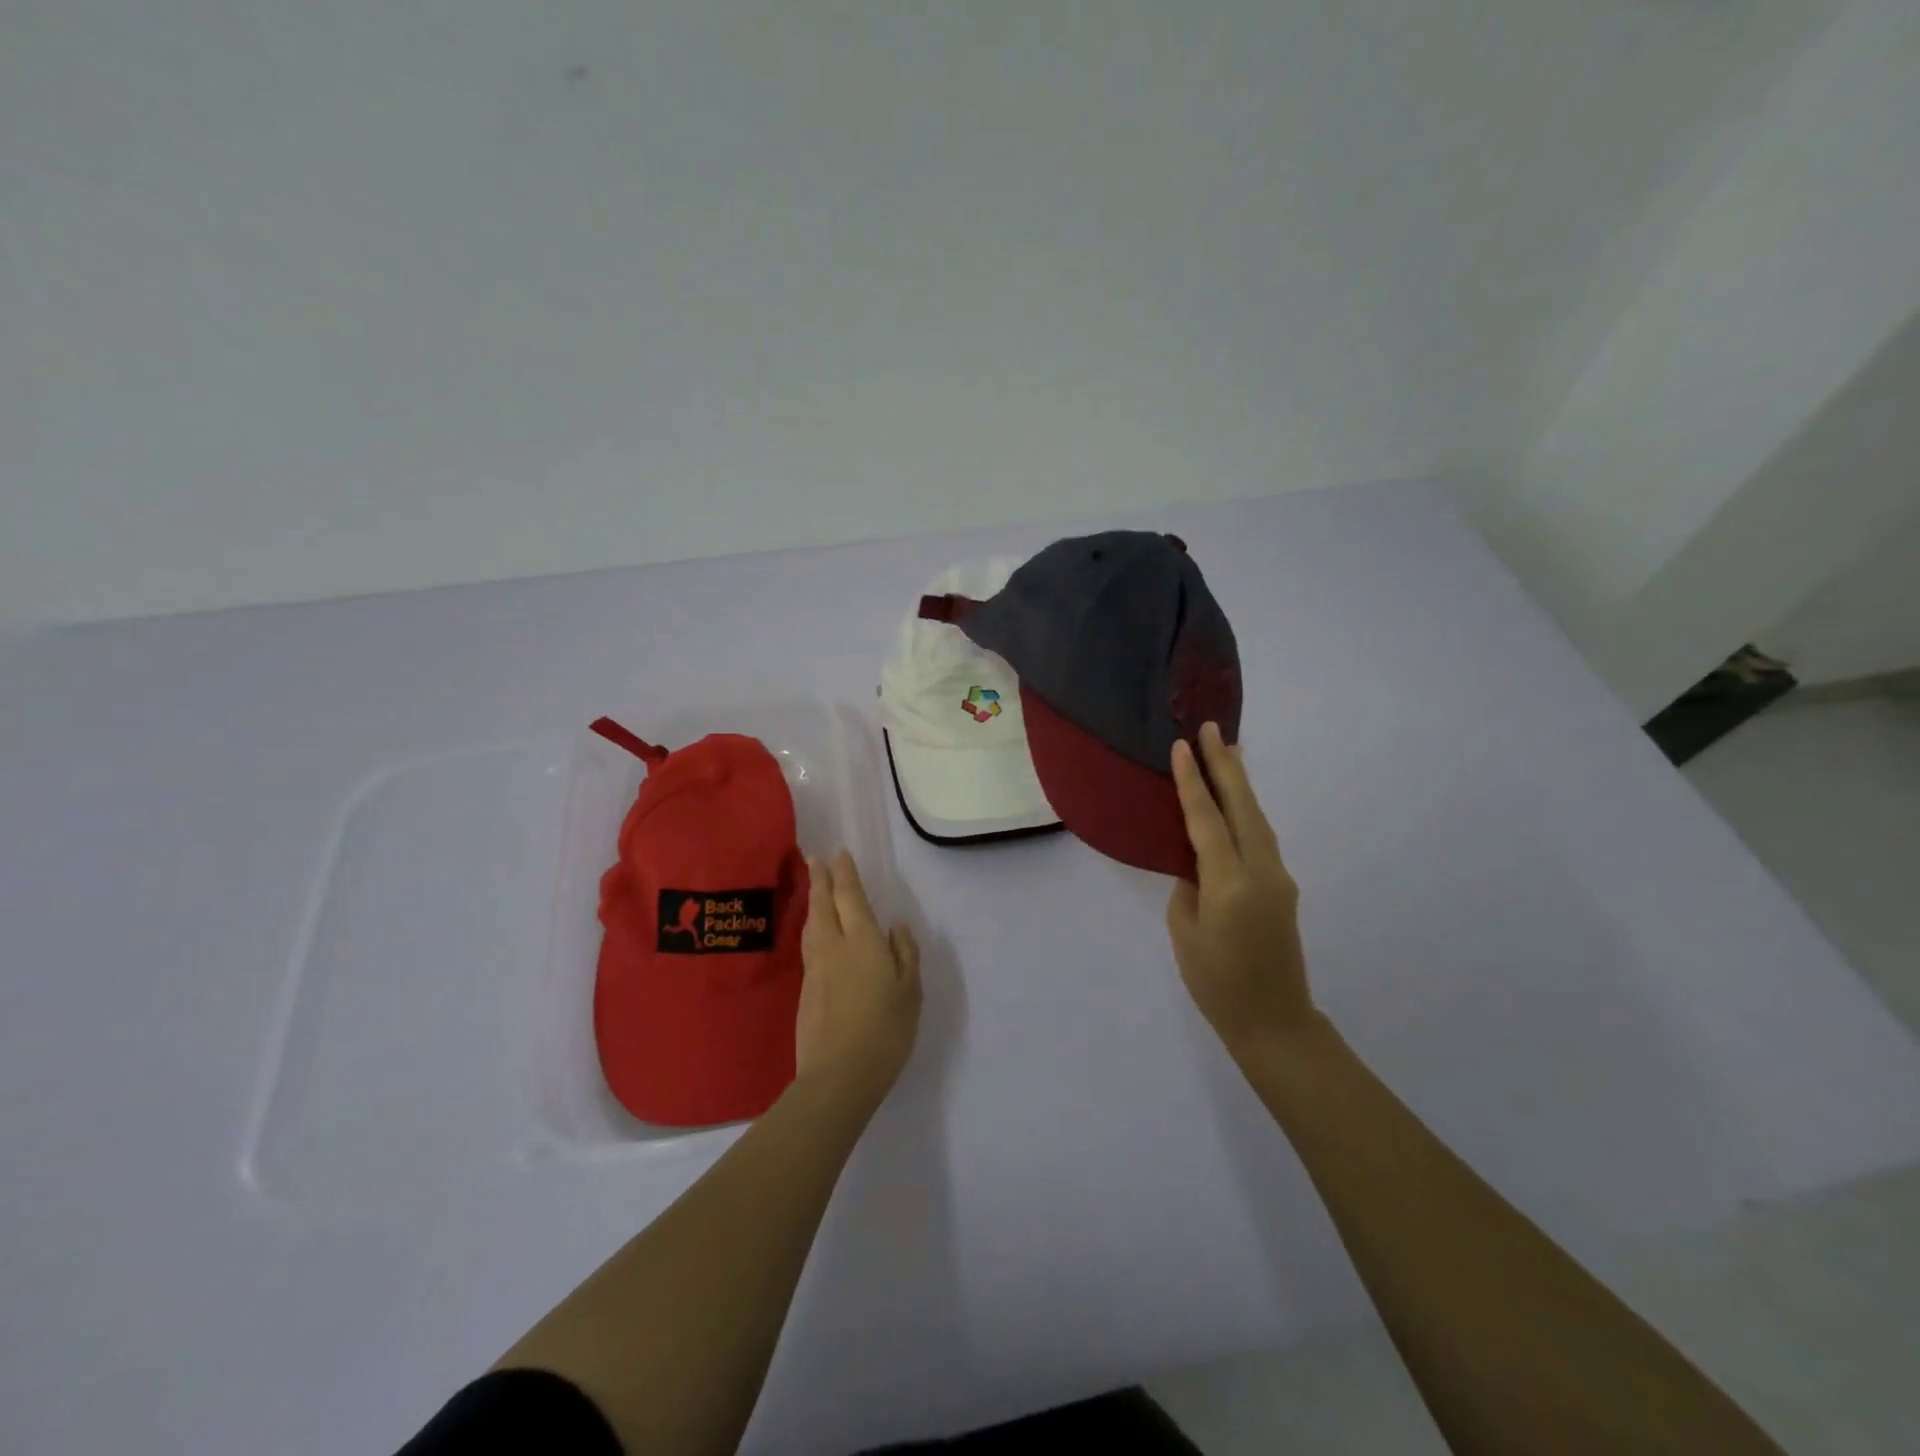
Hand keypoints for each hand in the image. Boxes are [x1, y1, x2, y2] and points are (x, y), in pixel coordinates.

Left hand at [796, 851, 921, 1103]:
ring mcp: (816, 968)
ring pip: (812, 925)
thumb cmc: (885, 1030)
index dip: (844, 874)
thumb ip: (905, 954)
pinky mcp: (806, 990)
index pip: (850, 897)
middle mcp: (834, 946)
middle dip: (820, 879)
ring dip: (813, 902)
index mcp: (862, 941)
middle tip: (815, 859)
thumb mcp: (910, 991)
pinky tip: (816, 934)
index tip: (838, 854)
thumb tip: (897, 927)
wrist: (839, 1075)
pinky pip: (809, 946)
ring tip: (815, 890)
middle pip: (823, 905)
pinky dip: (812, 928)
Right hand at [1167, 722, 1314, 1056]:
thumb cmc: (1216, 983)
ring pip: (1257, 818)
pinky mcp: (1283, 887)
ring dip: (1240, 783)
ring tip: (1226, 751)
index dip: (1192, 782)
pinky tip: (1235, 802)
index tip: (1182, 746)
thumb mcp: (1184, 931)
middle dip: (1226, 765)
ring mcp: (1278, 878)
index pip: (1207, 820)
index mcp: (1230, 884)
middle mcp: (1261, 871)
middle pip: (1243, 807)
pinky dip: (1246, 811)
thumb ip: (1189, 886)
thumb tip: (1197, 862)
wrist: (1274, 1021)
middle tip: (1211, 728)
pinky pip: (1261, 837)